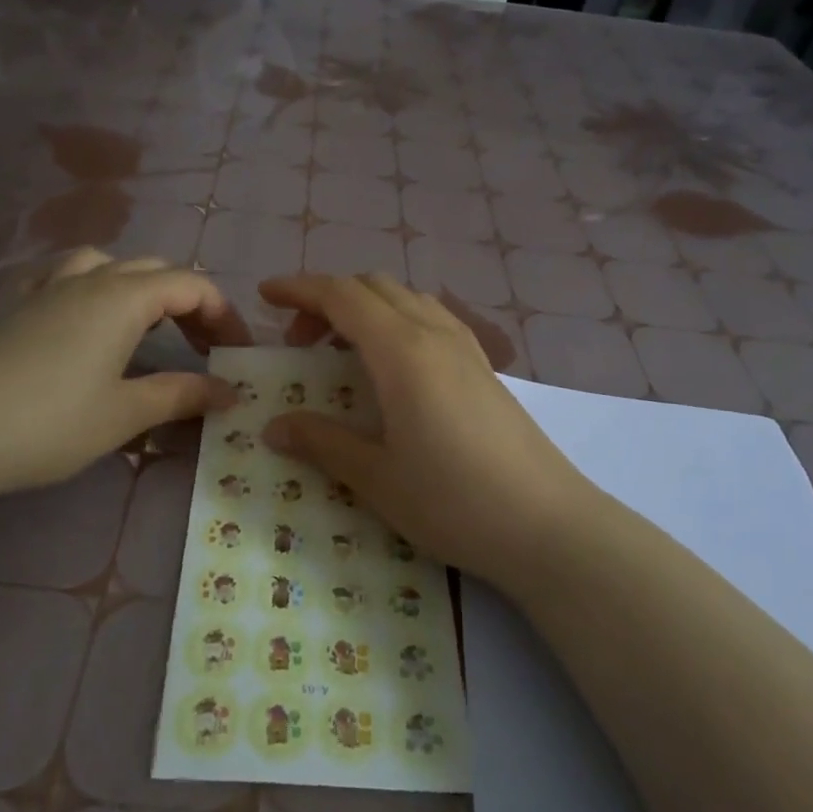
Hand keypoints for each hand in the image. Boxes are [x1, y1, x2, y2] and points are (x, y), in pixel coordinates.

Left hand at [0, 250, 250, 501]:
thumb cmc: (48, 422)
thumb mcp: (125, 414)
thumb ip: (181, 395)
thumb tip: (230, 391)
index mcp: (123, 298)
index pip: (192, 286)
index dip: (223, 315)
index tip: (237, 355)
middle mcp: (91, 280)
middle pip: (156, 271)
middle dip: (190, 303)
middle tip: (204, 349)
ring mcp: (50, 290)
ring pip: (111, 265)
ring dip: (143, 288)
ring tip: (152, 326)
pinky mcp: (21, 308)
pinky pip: (68, 276)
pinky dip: (95, 286)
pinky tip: (88, 315)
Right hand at [258, 273, 600, 594]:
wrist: (547, 524)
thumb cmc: (452, 500)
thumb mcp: (376, 477)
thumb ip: (322, 442)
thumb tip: (274, 427)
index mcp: (402, 350)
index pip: (341, 294)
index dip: (299, 288)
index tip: (265, 295)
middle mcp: (435, 333)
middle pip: (372, 286)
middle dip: (328, 300)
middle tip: (300, 343)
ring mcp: (466, 346)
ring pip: (405, 298)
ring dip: (365, 308)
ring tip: (343, 352)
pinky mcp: (484, 366)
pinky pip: (431, 318)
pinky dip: (397, 320)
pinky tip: (394, 366)